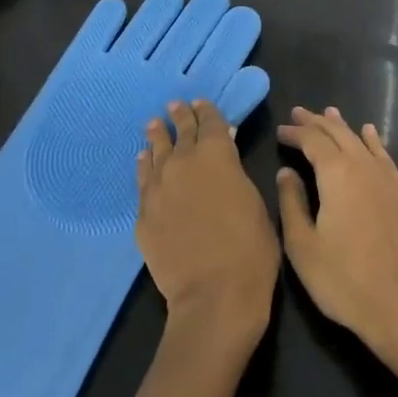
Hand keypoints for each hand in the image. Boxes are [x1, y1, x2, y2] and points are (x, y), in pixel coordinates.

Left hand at [137, 100, 278, 348]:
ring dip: (156, 137)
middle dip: (179, 117)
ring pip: (155, 152)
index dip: (206, 111)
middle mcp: (183, 162)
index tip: (200, 102)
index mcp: (217, 153)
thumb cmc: (251, 248)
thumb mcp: (254, 200)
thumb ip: (235, 174)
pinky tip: (142, 161)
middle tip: (174, 105)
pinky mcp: (143, 214)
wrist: (214, 294)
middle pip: (180, 132)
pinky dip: (144, 166)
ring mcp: (159, 188)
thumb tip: (224, 160)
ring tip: (153, 125)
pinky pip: (142, 180)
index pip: (210, 122)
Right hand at [275, 107, 397, 363]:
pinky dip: (374, 143)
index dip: (295, 133)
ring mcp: (392, 180)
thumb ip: (292, 203)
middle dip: (318, 122)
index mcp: (338, 174)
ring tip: (332, 114)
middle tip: (301, 113)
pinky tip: (371, 137)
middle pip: (340, 134)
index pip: (313, 141)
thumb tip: (287, 172)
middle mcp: (366, 167)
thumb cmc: (343, 280)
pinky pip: (386, 158)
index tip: (281, 131)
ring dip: (345, 127)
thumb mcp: (303, 246)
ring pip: (364, 142)